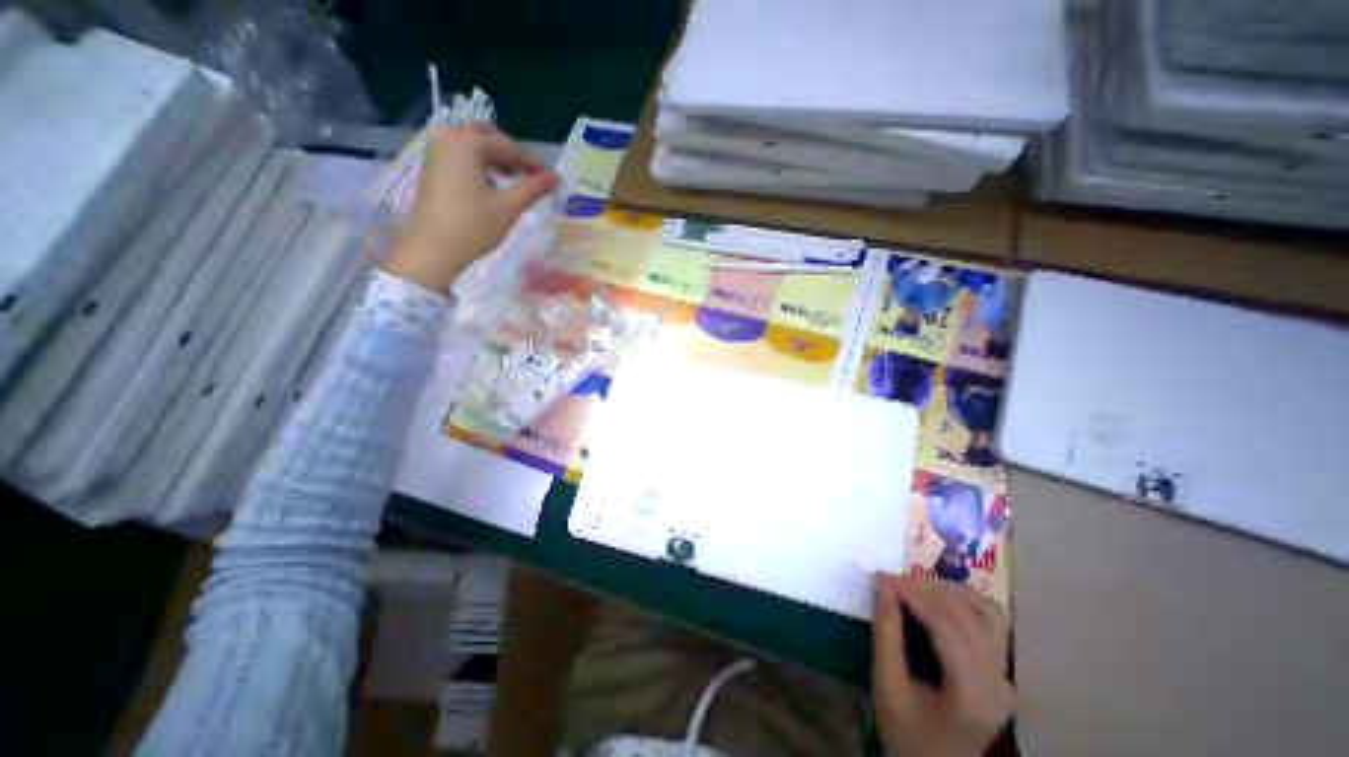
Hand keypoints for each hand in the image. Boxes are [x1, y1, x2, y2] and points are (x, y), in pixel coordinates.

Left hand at [383, 123, 562, 293]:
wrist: (435, 248)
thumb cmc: (475, 226)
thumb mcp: (509, 207)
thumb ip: (534, 188)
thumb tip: (556, 177)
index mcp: (468, 143)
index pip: (509, 148)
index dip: (533, 164)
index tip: (551, 178)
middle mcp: (449, 139)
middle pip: (487, 137)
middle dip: (510, 154)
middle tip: (528, 174)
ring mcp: (436, 152)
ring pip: (472, 145)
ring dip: (494, 158)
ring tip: (511, 181)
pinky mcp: (432, 168)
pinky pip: (460, 156)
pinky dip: (478, 164)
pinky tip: (490, 186)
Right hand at [875, 573, 1011, 755]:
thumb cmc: (907, 735)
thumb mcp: (887, 686)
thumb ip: (886, 634)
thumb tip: (882, 587)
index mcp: (973, 692)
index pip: (945, 623)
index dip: (911, 592)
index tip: (879, 577)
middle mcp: (998, 681)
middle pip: (965, 613)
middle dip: (922, 587)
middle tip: (888, 580)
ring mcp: (1004, 676)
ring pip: (983, 611)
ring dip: (945, 590)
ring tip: (910, 586)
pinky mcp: (999, 671)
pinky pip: (987, 621)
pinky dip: (959, 601)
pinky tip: (933, 599)